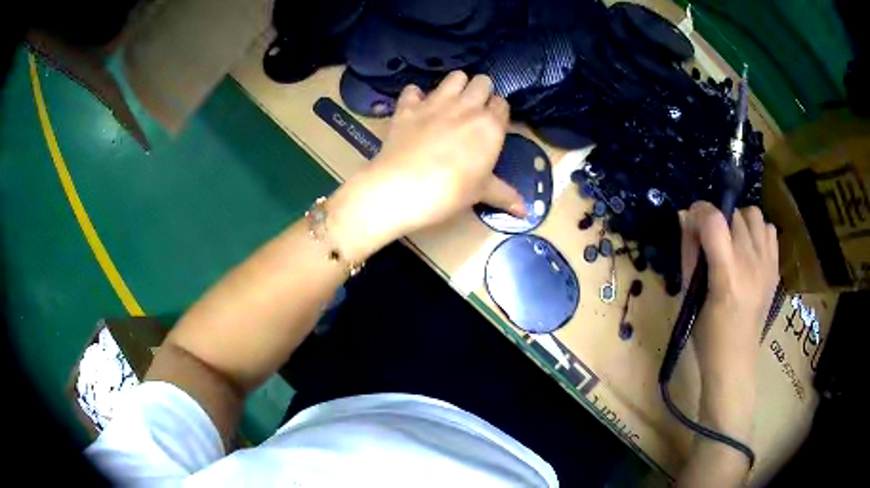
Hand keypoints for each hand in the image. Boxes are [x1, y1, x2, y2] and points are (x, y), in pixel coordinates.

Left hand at [328, 72, 525, 260]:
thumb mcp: (481, 193)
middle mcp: (466, 106)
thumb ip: (505, 195)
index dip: (498, 112)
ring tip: (451, 103)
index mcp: (490, 125)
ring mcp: (435, 102)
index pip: (502, 104)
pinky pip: (413, 89)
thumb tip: (526, 212)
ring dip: (456, 85)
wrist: (401, 188)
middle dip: (481, 92)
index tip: (492, 125)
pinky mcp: (408, 106)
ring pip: (455, 77)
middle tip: (473, 112)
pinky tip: (416, 108)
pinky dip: (415, 96)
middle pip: (482, 82)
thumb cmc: (450, 192)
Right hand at [680, 202, 778, 434]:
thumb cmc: (706, 336)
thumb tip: (685, 217)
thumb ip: (689, 253)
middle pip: (734, 215)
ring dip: (739, 222)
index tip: (691, 220)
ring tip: (732, 242)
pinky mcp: (775, 268)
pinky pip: (769, 230)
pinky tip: (748, 251)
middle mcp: (751, 264)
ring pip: (754, 215)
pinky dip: (757, 232)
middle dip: (717, 221)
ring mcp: (767, 265)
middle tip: (709, 242)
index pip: (714, 220)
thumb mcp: (690, 296)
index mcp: (727, 275)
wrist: (735, 361)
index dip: (699, 211)